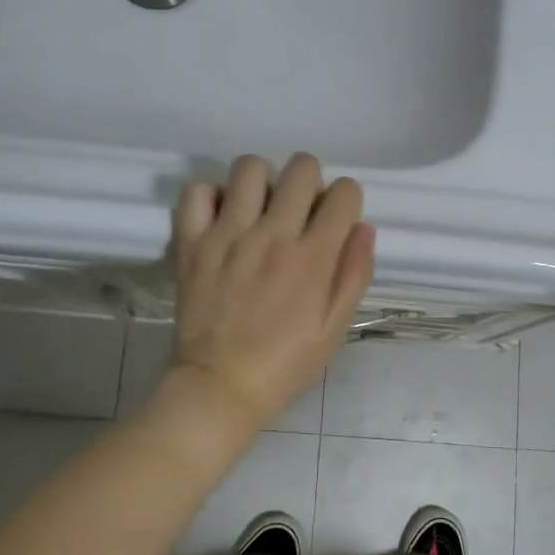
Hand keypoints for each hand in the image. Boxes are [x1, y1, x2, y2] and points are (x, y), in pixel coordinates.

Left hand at [167, 153, 376, 429]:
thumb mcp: (335, 327)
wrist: (220, 387)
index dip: (346, 201)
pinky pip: (197, 191)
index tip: (335, 221)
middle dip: (310, 182)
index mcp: (313, 257)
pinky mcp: (192, 242)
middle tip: (299, 212)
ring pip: (250, 168)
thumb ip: (355, 274)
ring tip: (260, 209)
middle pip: (301, 167)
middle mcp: (273, 234)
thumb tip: (363, 226)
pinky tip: (222, 218)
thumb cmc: (286, 363)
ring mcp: (228, 234)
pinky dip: (212, 196)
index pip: (345, 192)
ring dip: (263, 182)